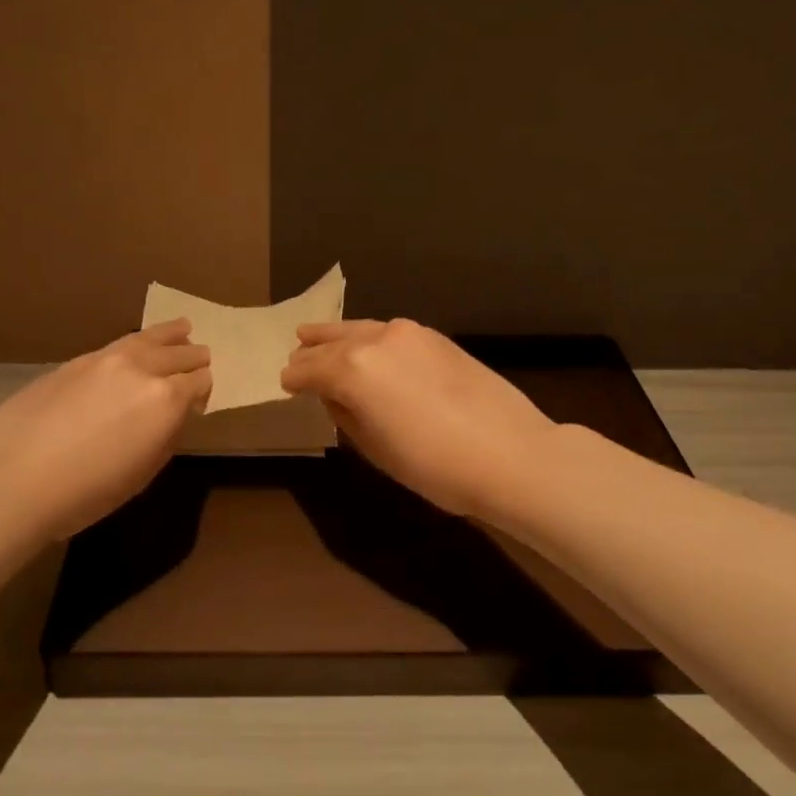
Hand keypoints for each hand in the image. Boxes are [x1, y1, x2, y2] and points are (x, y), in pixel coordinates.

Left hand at [0, 319, 209, 540]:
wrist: (12, 479)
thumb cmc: (86, 492)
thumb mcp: (142, 473)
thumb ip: (164, 437)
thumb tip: (172, 417)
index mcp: (166, 401)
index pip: (199, 383)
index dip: (204, 390)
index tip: (202, 398)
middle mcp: (141, 369)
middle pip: (179, 355)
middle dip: (193, 358)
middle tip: (203, 357)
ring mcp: (105, 360)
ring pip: (148, 338)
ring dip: (169, 335)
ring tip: (183, 328)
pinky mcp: (75, 361)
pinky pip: (119, 345)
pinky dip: (137, 342)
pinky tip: (136, 346)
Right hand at [281, 318, 558, 516]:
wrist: (511, 454)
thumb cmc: (435, 465)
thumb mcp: (376, 450)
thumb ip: (346, 416)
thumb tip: (333, 397)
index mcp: (352, 370)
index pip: (309, 370)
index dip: (294, 379)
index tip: (284, 385)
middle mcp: (376, 340)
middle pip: (332, 342)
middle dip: (311, 352)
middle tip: (295, 357)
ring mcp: (410, 334)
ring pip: (360, 329)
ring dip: (337, 336)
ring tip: (318, 337)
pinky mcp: (436, 338)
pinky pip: (388, 332)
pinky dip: (369, 337)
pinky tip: (368, 347)